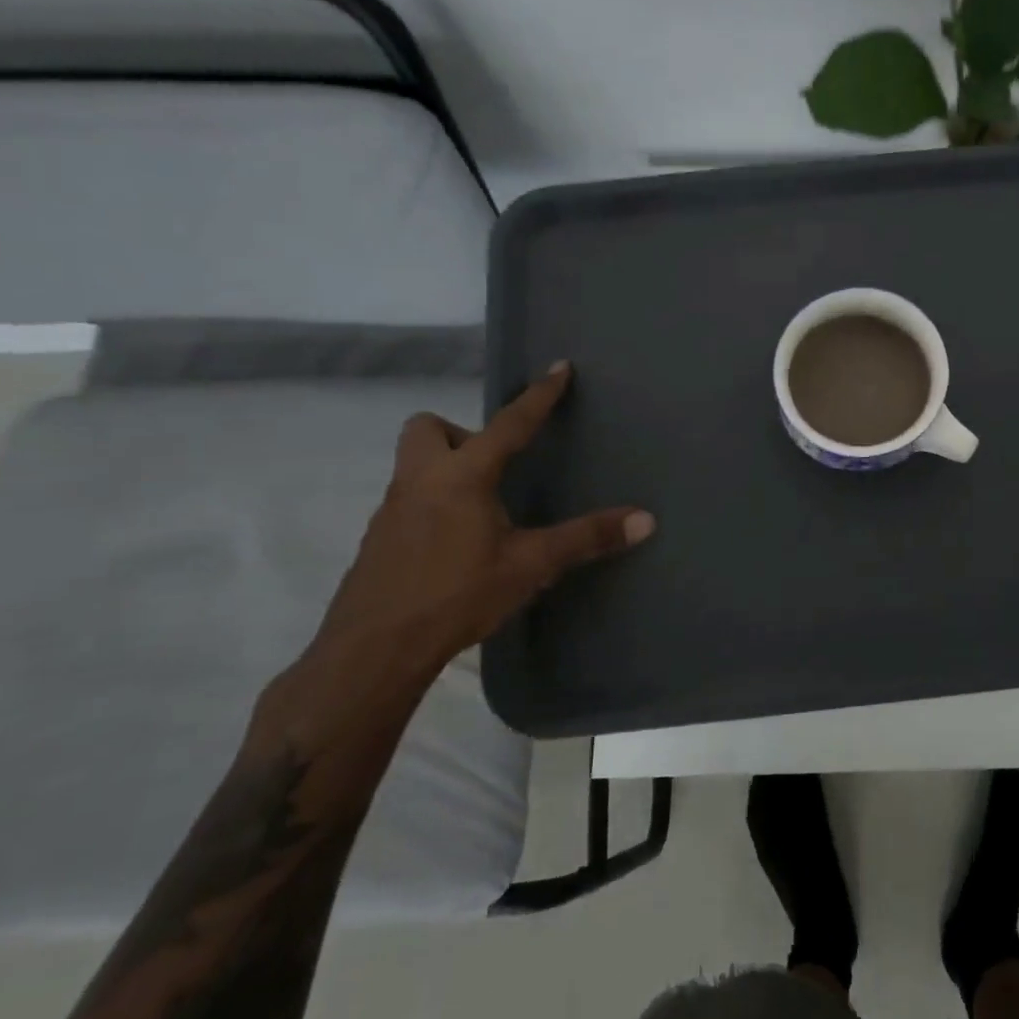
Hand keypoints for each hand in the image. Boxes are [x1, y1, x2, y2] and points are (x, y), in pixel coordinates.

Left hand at [292, 362, 653, 720]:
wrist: (373, 650)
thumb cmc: (457, 595)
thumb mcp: (531, 565)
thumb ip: (586, 538)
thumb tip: (646, 520)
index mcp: (462, 476)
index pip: (508, 424)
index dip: (538, 396)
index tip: (558, 367)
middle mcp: (421, 481)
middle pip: (428, 428)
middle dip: (461, 434)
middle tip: (494, 467)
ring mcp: (392, 510)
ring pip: (415, 465)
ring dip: (449, 469)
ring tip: (485, 509)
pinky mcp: (379, 540)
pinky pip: (409, 500)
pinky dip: (435, 504)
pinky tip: (458, 544)